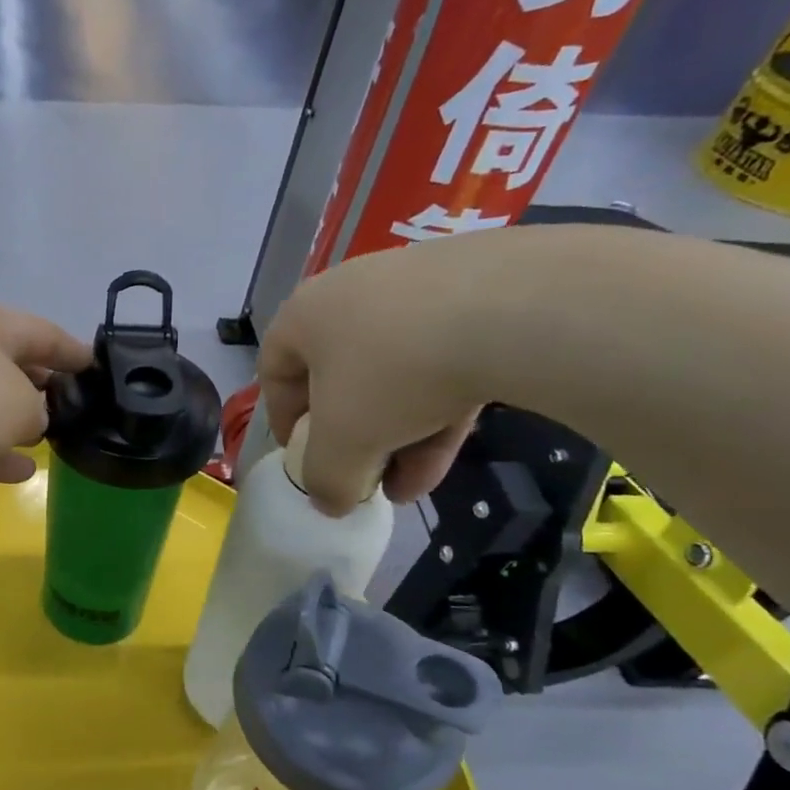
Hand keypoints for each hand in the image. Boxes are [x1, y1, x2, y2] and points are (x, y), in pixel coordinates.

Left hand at [0, 306, 91, 504]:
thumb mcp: (20, 403)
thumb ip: (39, 411)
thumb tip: (27, 422)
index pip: (44, 332)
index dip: (76, 351)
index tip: (101, 371)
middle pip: (14, 368)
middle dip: (45, 389)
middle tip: (80, 413)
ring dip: (16, 424)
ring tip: (53, 442)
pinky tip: (21, 472)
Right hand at [258, 238, 494, 514]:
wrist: (514, 310)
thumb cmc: (392, 374)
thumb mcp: (343, 444)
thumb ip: (325, 479)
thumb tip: (330, 501)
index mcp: (305, 314)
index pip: (275, 370)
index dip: (282, 420)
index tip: (301, 457)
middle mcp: (353, 293)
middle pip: (339, 377)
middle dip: (352, 437)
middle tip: (364, 476)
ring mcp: (418, 289)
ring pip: (395, 375)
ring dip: (397, 435)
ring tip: (411, 485)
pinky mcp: (477, 294)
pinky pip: (442, 360)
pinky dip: (438, 409)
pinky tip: (448, 455)